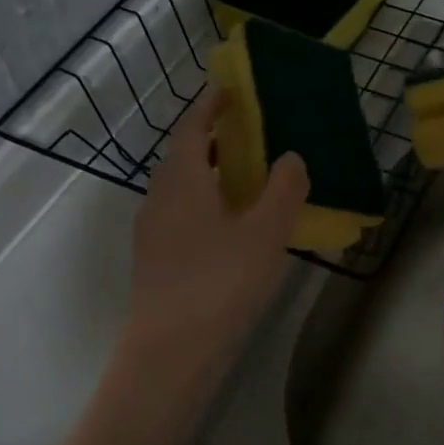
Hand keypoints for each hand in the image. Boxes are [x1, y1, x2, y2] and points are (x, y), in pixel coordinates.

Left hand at [122, 91, 309, 399]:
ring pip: (180, 186)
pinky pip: (180, 212)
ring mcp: (152, 230)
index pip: (193, 128)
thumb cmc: (219, 283)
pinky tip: (230, 224)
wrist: (169, 353)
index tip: (231, 91)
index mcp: (182, 180)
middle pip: (184, 155)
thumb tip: (291, 157)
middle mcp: (159, 197)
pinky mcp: (154, 258)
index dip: (211, 106)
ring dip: (209, 172)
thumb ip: (284, 189)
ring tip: (246, 177)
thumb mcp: (266, 233)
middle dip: (213, 138)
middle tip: (249, 133)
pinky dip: (204, 201)